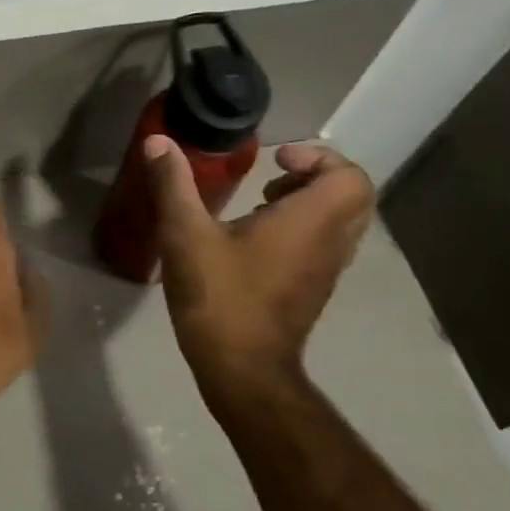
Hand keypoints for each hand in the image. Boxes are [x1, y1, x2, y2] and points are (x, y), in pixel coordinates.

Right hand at [145, 138, 374, 395]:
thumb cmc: (219, 296)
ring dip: (308, 203)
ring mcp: (326, 270)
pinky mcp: (312, 289)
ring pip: (340, 222)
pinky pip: (324, 244)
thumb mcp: (184, 234)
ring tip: (260, 204)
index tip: (275, 160)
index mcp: (310, 223)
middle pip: (352, 196)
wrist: (242, 370)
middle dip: (315, 176)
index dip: (319, 158)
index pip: (350, 177)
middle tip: (272, 177)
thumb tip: (158, 140)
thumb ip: (173, 184)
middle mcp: (330, 243)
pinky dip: (301, 228)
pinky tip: (252, 238)